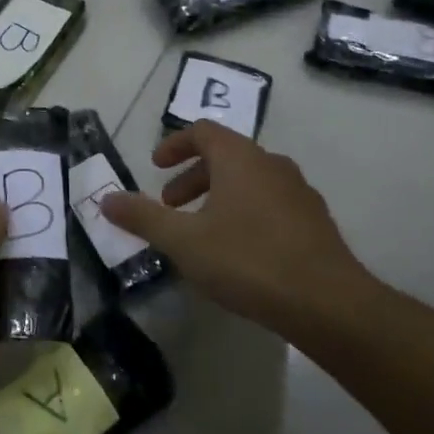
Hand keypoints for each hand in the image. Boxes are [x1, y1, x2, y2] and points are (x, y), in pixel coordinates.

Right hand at [101, 121, 376, 336]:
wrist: (327, 302)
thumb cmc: (247, 260)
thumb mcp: (184, 241)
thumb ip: (143, 218)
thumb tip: (106, 199)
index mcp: (240, 158)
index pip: (203, 131)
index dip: (174, 144)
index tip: (155, 166)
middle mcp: (272, 164)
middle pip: (226, 156)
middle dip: (192, 177)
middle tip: (171, 206)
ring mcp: (299, 192)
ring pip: (249, 181)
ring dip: (218, 197)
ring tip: (201, 232)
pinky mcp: (315, 221)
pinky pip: (270, 203)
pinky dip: (245, 213)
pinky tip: (239, 252)